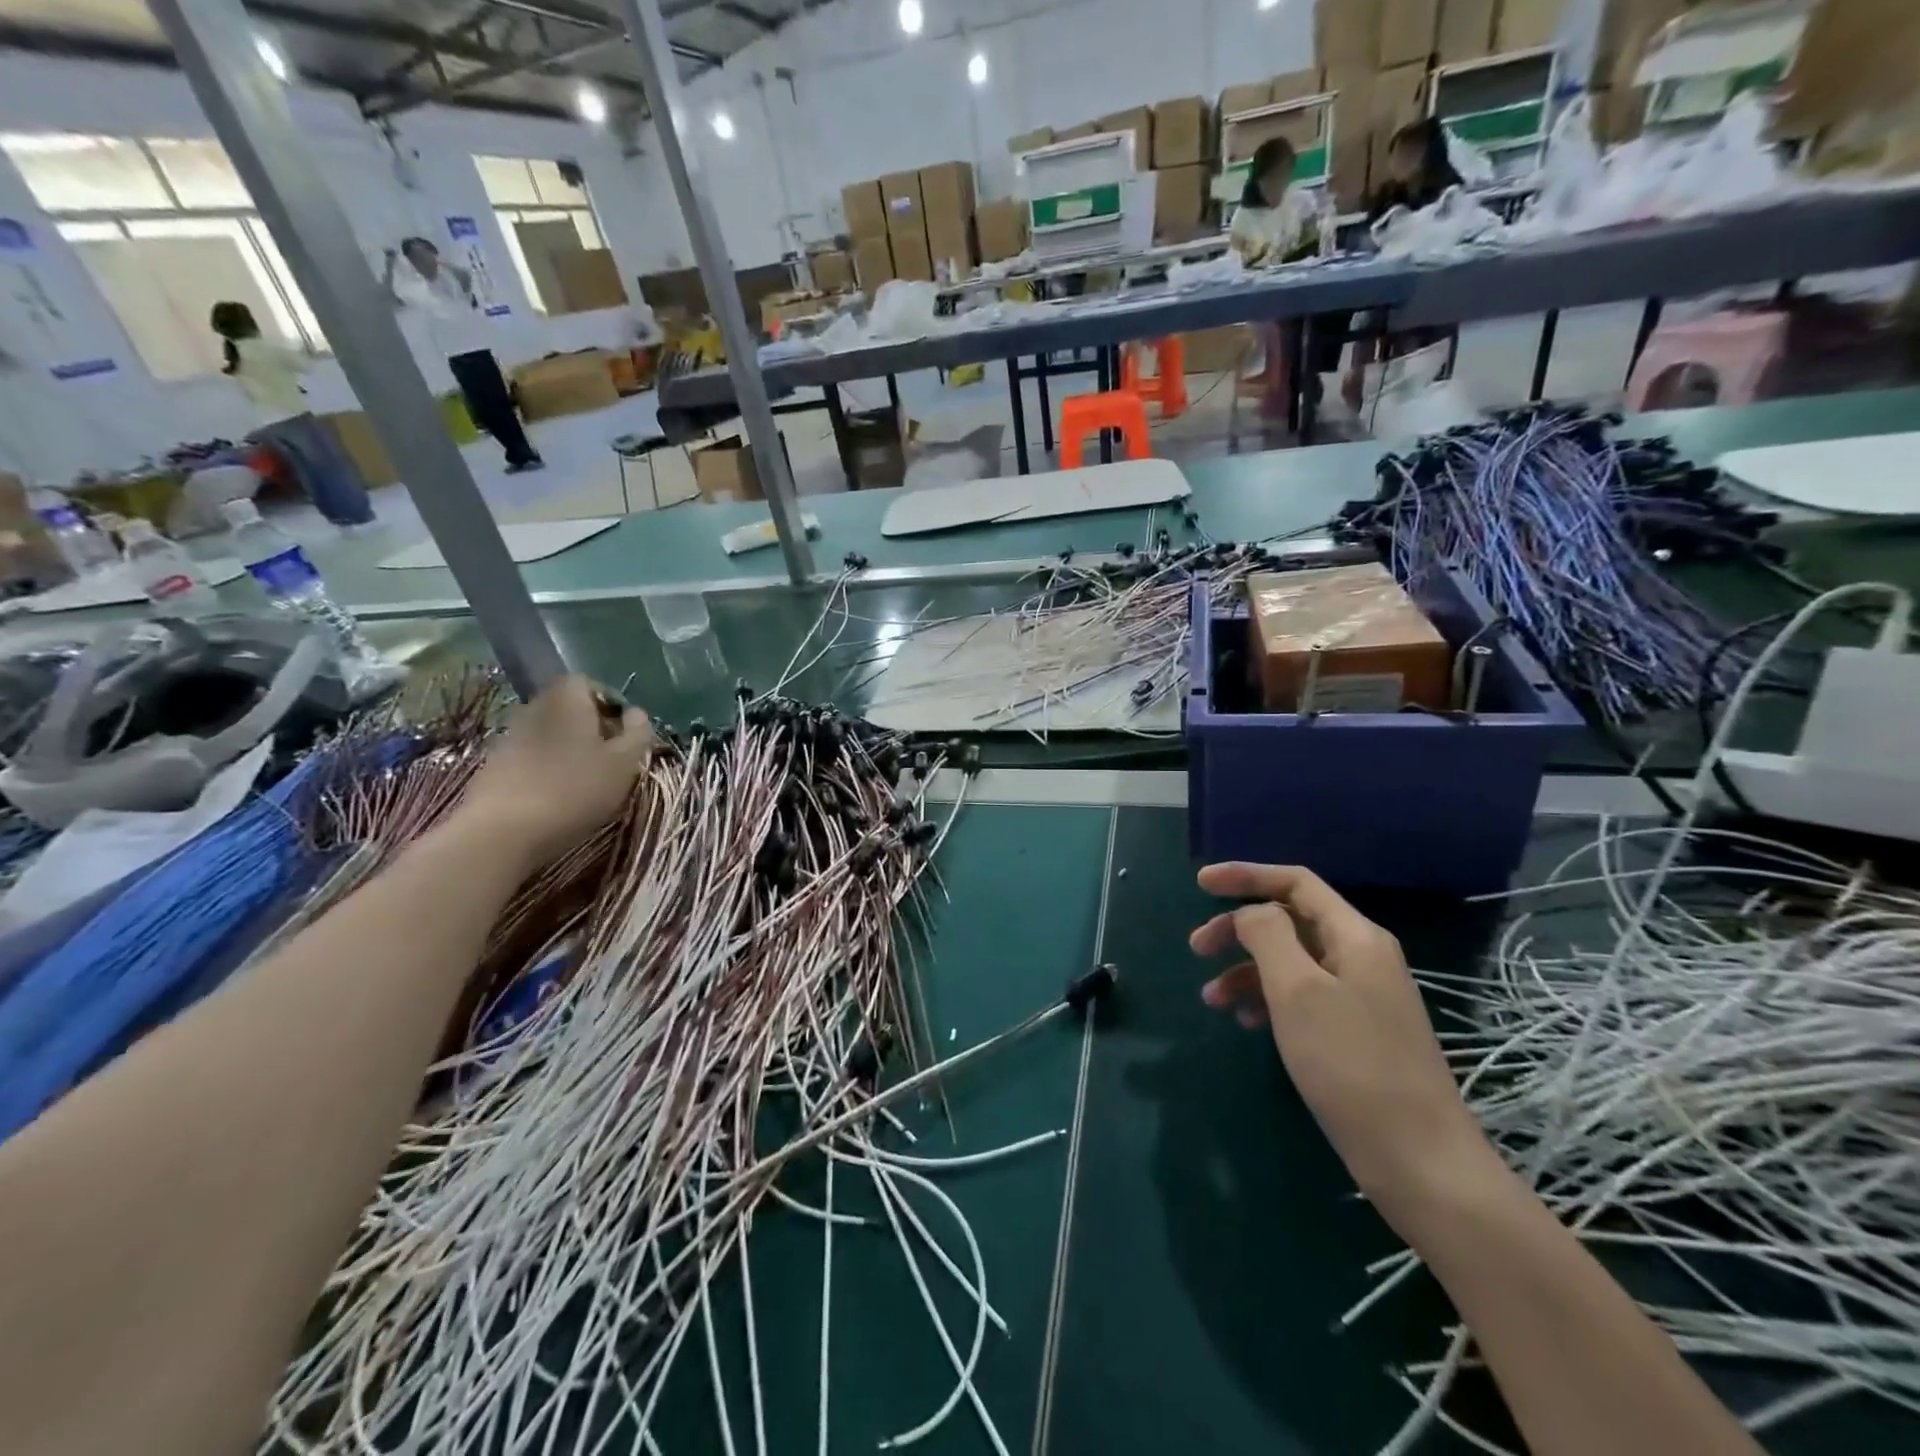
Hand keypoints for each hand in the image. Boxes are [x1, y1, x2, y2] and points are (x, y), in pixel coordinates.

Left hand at [459, 676, 652, 867]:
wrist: (502, 832)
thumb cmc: (575, 789)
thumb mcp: (624, 763)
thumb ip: (637, 733)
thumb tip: (636, 713)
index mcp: (567, 699)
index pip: (590, 683)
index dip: (611, 704)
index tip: (625, 733)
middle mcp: (534, 707)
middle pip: (569, 708)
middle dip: (592, 728)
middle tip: (611, 758)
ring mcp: (509, 736)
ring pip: (550, 733)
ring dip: (570, 750)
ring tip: (587, 781)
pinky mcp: (494, 765)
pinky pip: (532, 756)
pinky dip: (548, 768)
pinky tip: (557, 796)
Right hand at [1191, 862, 1500, 1228]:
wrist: (1420, 1161)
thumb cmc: (1351, 1065)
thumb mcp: (1298, 991)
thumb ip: (1268, 936)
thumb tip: (1251, 913)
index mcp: (1355, 936)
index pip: (1295, 883)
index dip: (1245, 875)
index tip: (1199, 884)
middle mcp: (1361, 957)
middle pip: (1289, 921)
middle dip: (1238, 928)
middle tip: (1196, 949)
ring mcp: (1361, 996)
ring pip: (1291, 962)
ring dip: (1246, 971)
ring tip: (1211, 999)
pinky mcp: (1355, 1033)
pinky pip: (1302, 997)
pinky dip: (1267, 1000)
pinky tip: (1246, 1023)